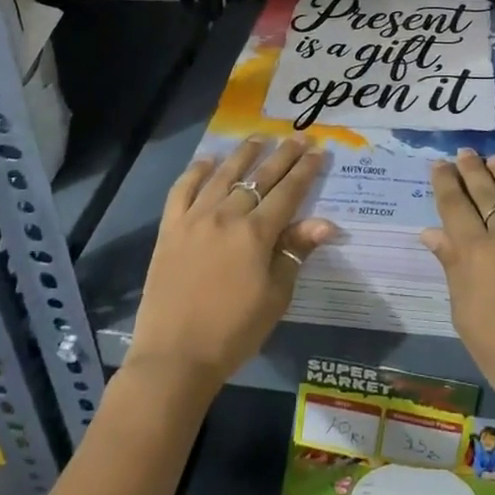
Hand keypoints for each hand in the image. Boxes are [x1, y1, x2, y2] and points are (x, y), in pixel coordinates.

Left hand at [128, 136, 336, 392]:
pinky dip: (196, 171)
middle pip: (260, 177)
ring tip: (258, 137)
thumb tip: (325, 222)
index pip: (288, 192)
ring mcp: (195, 219)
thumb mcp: (276, 297)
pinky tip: (207, 160)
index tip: (318, 150)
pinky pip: (182, 189)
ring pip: (223, 175)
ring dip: (244, 153)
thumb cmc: (233, 332)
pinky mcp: (169, 229)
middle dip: (282, 155)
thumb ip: (296, 252)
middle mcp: (226, 216)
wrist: (174, 358)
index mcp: (256, 233)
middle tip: (297, 136)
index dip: (306, 170)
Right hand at [422, 150, 494, 423]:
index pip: (455, 206)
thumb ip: (451, 267)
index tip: (439, 165)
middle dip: (471, 170)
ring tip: (492, 158)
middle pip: (485, 191)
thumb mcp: (465, 316)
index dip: (445, 183)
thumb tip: (431, 231)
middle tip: (463, 153)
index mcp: (475, 256)